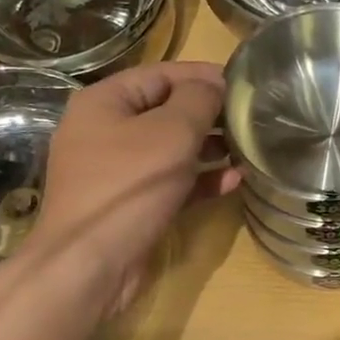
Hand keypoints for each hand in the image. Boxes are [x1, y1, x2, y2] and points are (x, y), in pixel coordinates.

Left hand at [27, 62, 237, 313]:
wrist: (90, 265)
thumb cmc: (129, 186)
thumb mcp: (171, 133)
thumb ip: (198, 101)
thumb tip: (214, 85)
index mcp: (103, 102)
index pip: (158, 75)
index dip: (201, 76)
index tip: (241, 83)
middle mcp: (104, 131)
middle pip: (164, 111)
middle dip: (207, 114)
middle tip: (249, 118)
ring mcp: (115, 172)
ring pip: (169, 150)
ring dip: (207, 148)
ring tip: (246, 148)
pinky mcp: (130, 205)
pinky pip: (169, 183)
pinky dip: (198, 180)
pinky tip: (233, 182)